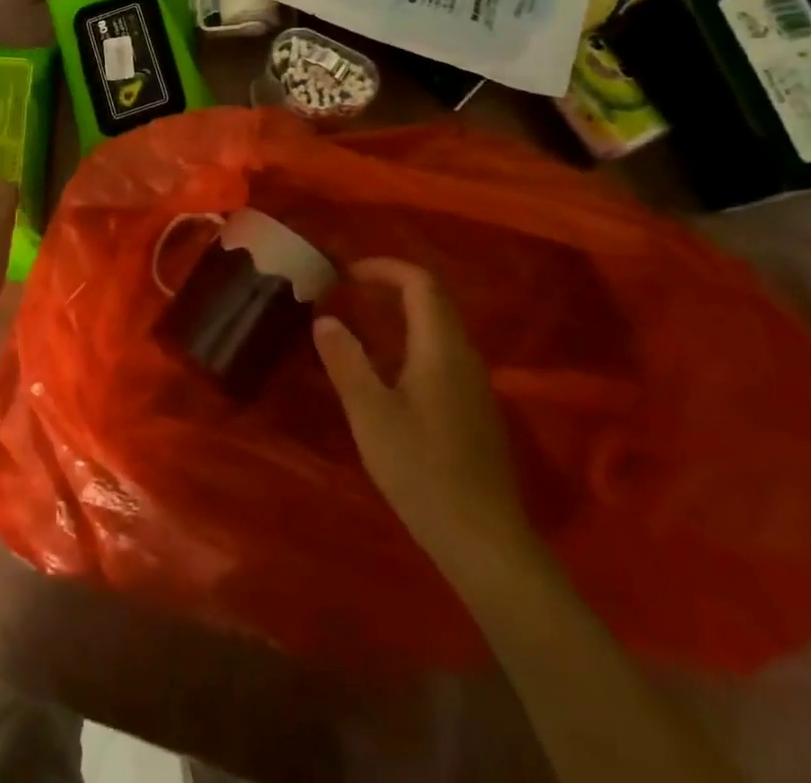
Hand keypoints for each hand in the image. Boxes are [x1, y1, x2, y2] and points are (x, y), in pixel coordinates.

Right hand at [314, 257, 530, 566]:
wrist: (484, 541)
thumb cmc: (422, 470)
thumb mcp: (370, 414)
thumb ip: (345, 361)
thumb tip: (326, 320)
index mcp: (441, 348)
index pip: (420, 283)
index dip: (384, 268)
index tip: (347, 274)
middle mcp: (464, 356)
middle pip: (433, 301)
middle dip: (390, 287)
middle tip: (348, 294)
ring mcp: (475, 385)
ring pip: (439, 329)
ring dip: (400, 316)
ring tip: (360, 328)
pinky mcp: (475, 410)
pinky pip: (442, 355)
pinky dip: (412, 343)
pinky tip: (387, 374)